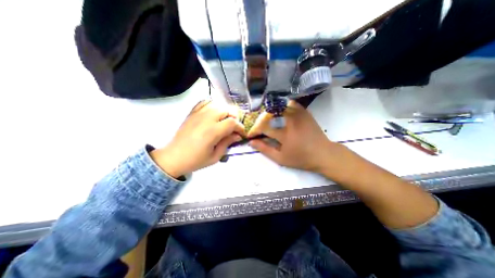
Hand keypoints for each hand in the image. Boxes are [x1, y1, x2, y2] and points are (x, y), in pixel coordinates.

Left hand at [150, 101, 243, 176]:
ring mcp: (198, 114)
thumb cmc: (196, 160)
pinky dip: (212, 105)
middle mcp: (206, 119)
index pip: (232, 122)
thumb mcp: (215, 156)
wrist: (174, 158)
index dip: (240, 127)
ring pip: (217, 105)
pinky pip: (204, 102)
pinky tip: (214, 113)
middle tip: (234, 127)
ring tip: (225, 120)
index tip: (241, 133)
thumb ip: (227, 143)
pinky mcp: (192, 113)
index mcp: (212, 131)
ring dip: (225, 111)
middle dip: (234, 117)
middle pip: (226, 110)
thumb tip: (237, 135)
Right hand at [250, 100, 338, 173]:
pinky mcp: (304, 111)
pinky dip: (281, 107)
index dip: (254, 130)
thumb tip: (251, 142)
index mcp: (285, 134)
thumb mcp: (281, 158)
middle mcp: (290, 120)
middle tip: (258, 129)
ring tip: (267, 122)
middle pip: (269, 115)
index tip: (251, 135)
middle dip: (260, 122)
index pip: (263, 127)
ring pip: (277, 107)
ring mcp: (298, 114)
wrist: (323, 153)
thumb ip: (265, 149)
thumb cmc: (301, 158)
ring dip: (269, 114)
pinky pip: (289, 104)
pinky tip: (279, 113)